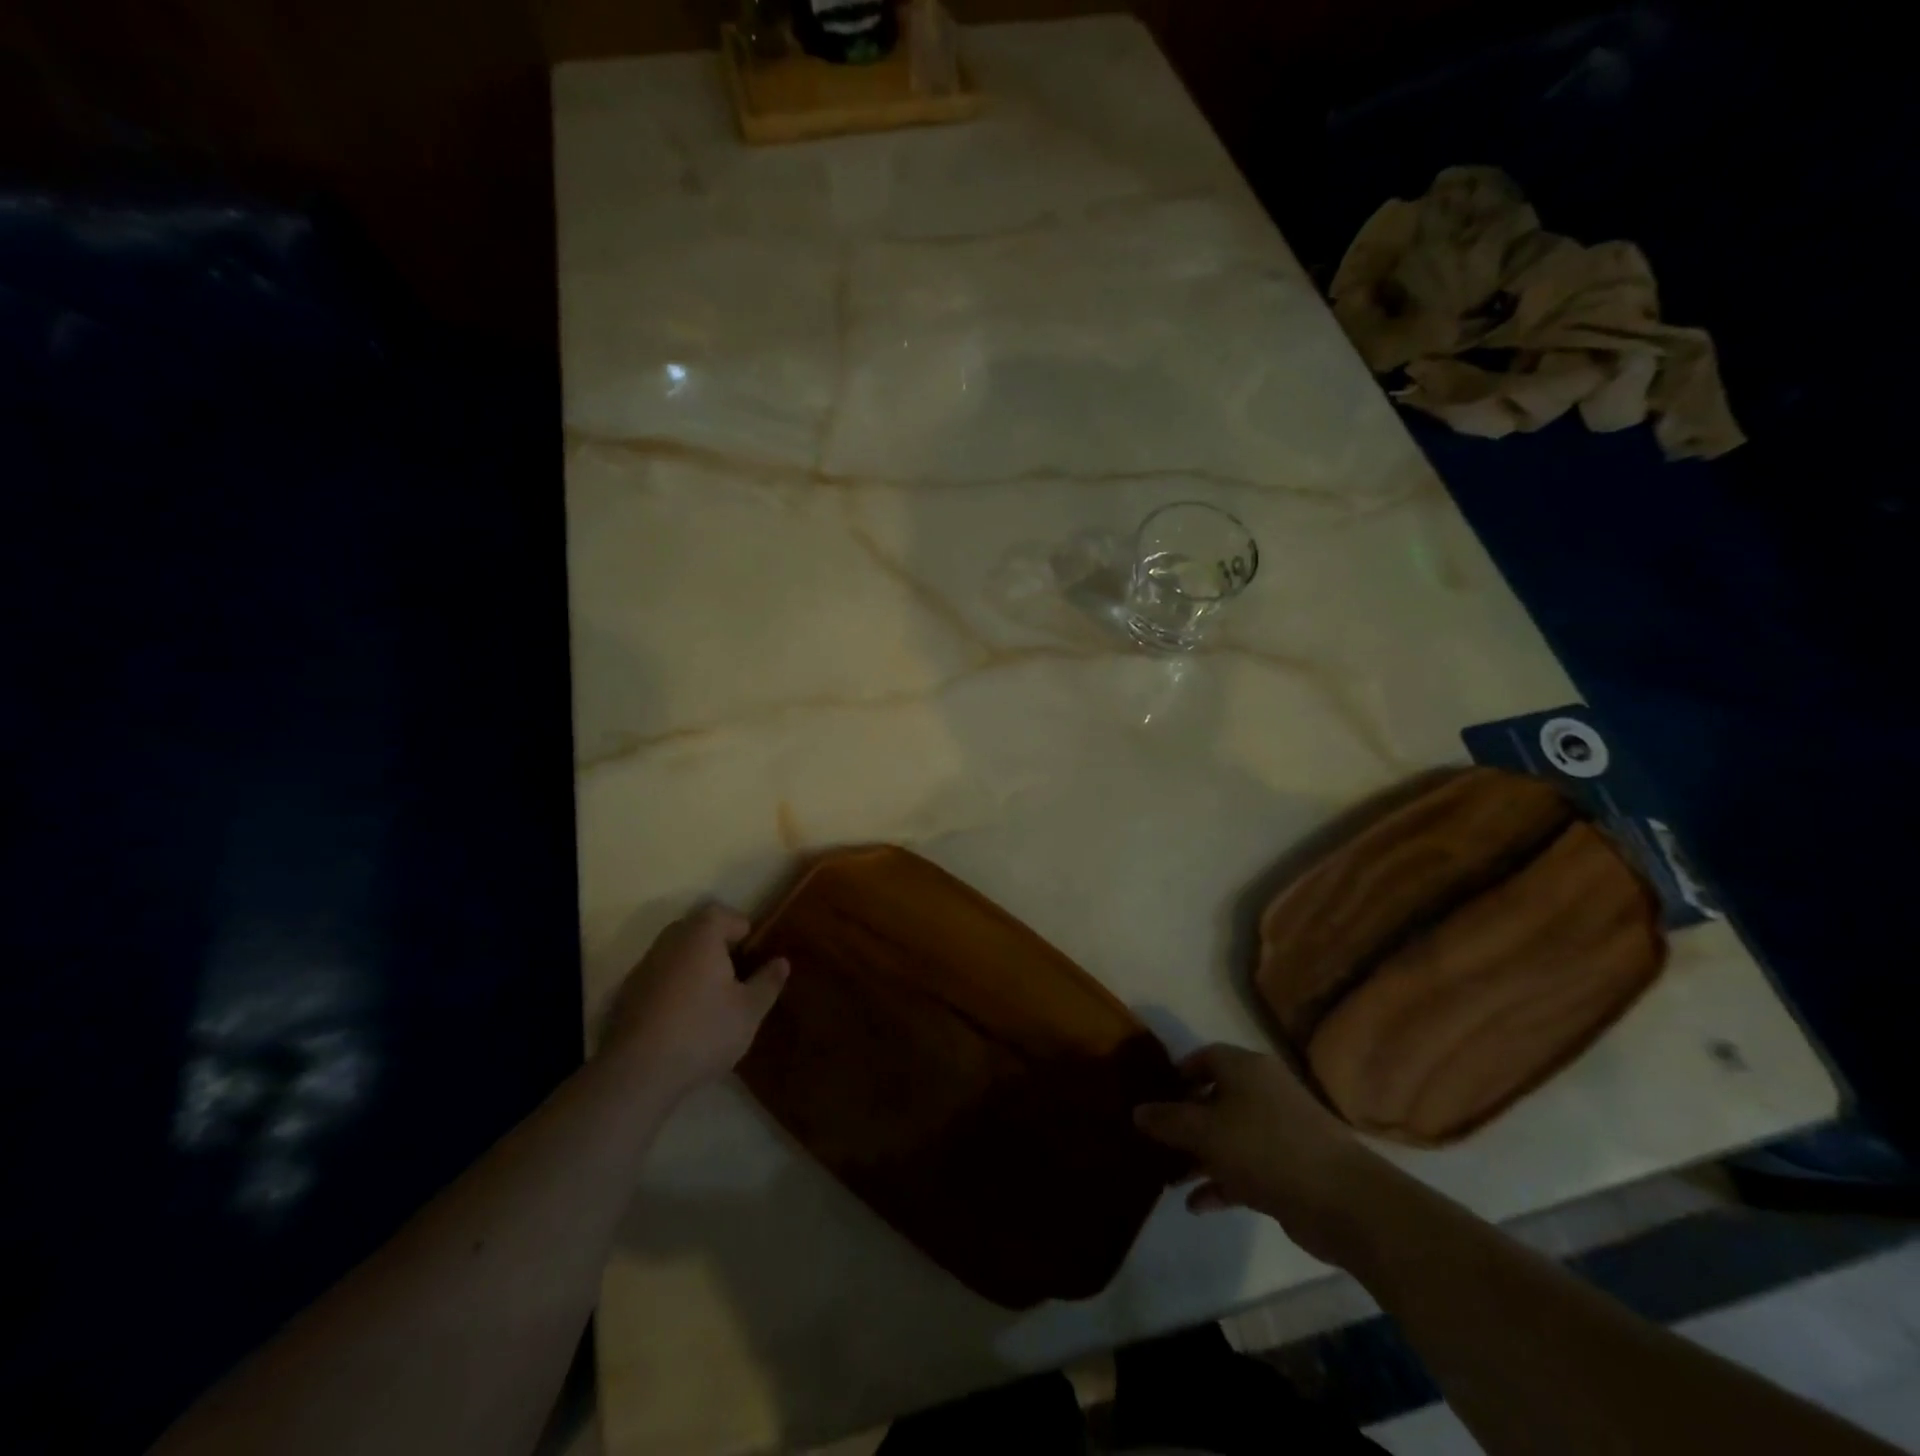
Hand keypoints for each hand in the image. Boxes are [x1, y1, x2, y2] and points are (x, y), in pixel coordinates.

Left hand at [600, 905, 787, 1099]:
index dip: (743, 931)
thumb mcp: (749, 1010)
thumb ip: (768, 982)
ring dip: (693, 966)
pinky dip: (673, 986)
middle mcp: (670, 941)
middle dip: (717, 945)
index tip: (754, 956)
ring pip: (676, 953)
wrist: (638, 1072)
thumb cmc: (703, 1031)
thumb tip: (781, 961)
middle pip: (697, 930)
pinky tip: (683, 1017)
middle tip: (736, 973)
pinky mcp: (627, 994)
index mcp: (701, 935)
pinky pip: (659, 977)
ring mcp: (644, 966)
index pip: (725, 915)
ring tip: (711, 997)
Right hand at [1134, 1043, 1389, 1266]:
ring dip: (1198, 1157)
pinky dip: (1221, 1183)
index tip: (1153, 1098)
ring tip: (1168, 1179)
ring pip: (1228, 1136)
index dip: (1177, 1075)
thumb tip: (1137, 1111)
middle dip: (1183, 1122)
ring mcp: (1279, 1131)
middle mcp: (1263, 1092)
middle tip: (1155, 1143)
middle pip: (1214, 1099)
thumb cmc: (1266, 1148)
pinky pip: (1244, 1168)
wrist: (1345, 1201)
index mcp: (1245, 1069)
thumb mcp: (1206, 1132)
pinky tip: (1196, 1205)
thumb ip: (1168, 1121)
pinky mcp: (1289, 1169)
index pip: (1204, 1058)